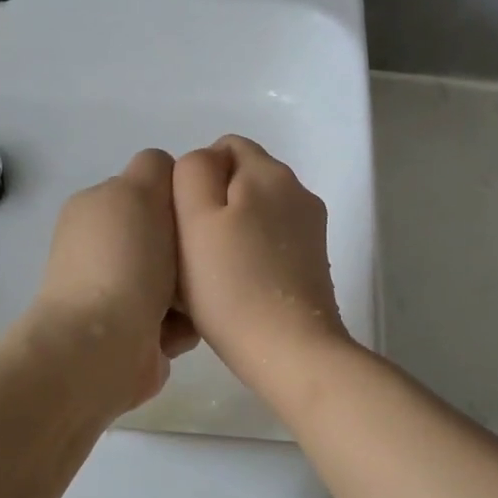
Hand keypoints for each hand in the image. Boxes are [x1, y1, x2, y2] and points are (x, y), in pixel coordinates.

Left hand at [29, 149, 197, 415]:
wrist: (102, 348)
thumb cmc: (124, 262)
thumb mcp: (138, 191)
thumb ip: (157, 169)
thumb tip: (169, 177)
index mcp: (98, 209)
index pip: (152, 189)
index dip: (181, 197)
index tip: (203, 212)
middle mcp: (104, 249)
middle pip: (170, 237)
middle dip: (192, 249)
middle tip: (208, 260)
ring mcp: (117, 294)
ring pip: (179, 281)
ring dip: (193, 291)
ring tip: (199, 300)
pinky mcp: (134, 335)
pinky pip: (177, 320)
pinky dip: (184, 325)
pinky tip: (184, 331)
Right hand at [172, 136, 352, 398]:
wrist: (290, 350)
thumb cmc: (231, 285)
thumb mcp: (195, 218)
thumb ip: (193, 172)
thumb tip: (205, 162)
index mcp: (269, 172)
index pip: (225, 148)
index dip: (195, 178)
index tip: (182, 221)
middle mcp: (298, 191)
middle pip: (243, 180)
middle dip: (214, 205)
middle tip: (192, 251)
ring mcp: (311, 229)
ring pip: (258, 213)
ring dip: (233, 232)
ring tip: (214, 273)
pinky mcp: (315, 262)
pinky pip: (273, 242)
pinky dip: (253, 254)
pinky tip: (240, 287)